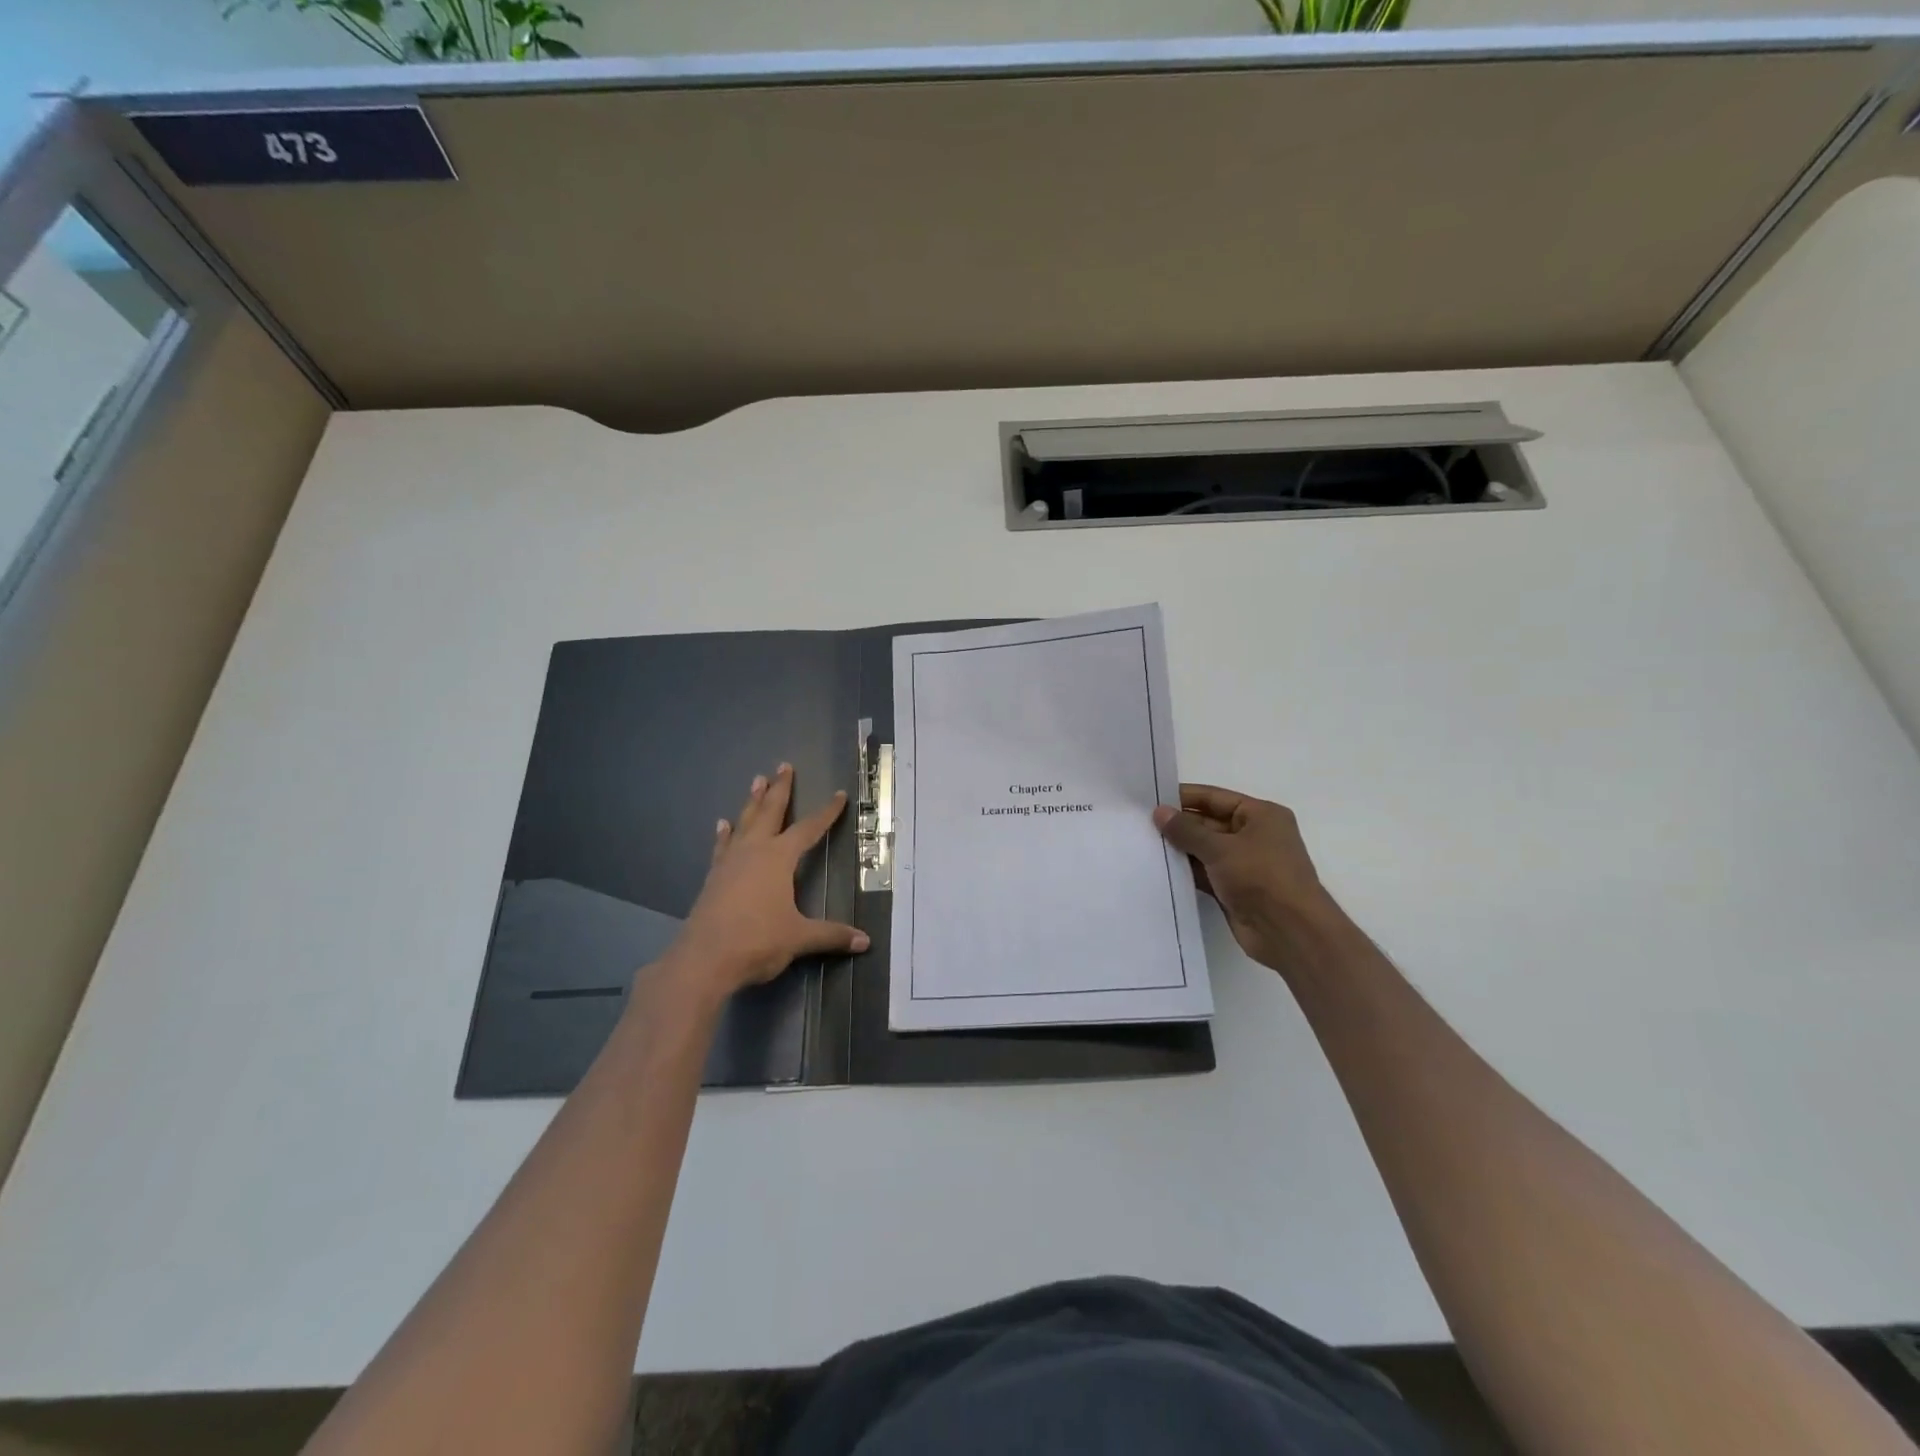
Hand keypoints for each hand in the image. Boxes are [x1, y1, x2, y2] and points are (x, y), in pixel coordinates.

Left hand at [666, 764, 868, 1001]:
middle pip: (770, 812)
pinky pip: (723, 846)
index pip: (808, 829)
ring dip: (752, 802)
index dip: (826, 813)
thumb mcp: (799, 937)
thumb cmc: (757, 941)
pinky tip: (723, 825)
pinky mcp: (714, 878)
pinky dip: (725, 834)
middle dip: (780, 789)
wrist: (704, 959)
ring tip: (756, 780)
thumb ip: (831, 935)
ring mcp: (730, 862)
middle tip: (784, 766)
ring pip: (744, 822)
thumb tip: (865, 941)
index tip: (838, 795)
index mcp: (779, 858)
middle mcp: (754, 852)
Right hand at [1153, 784, 1346, 974]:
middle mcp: (1254, 836)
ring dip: (1180, 849)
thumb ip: (1187, 830)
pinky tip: (1159, 869)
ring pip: (1205, 850)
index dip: (1184, 797)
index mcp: (1261, 815)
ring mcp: (1245, 864)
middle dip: (1178, 825)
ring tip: (1143, 844)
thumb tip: (1159, 812)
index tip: (1150, 799)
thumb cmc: (1261, 877)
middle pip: (1209, 823)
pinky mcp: (1235, 889)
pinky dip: (1186, 871)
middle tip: (1140, 824)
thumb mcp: (1221, 848)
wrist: (1289, 932)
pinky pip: (1205, 873)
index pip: (1215, 798)